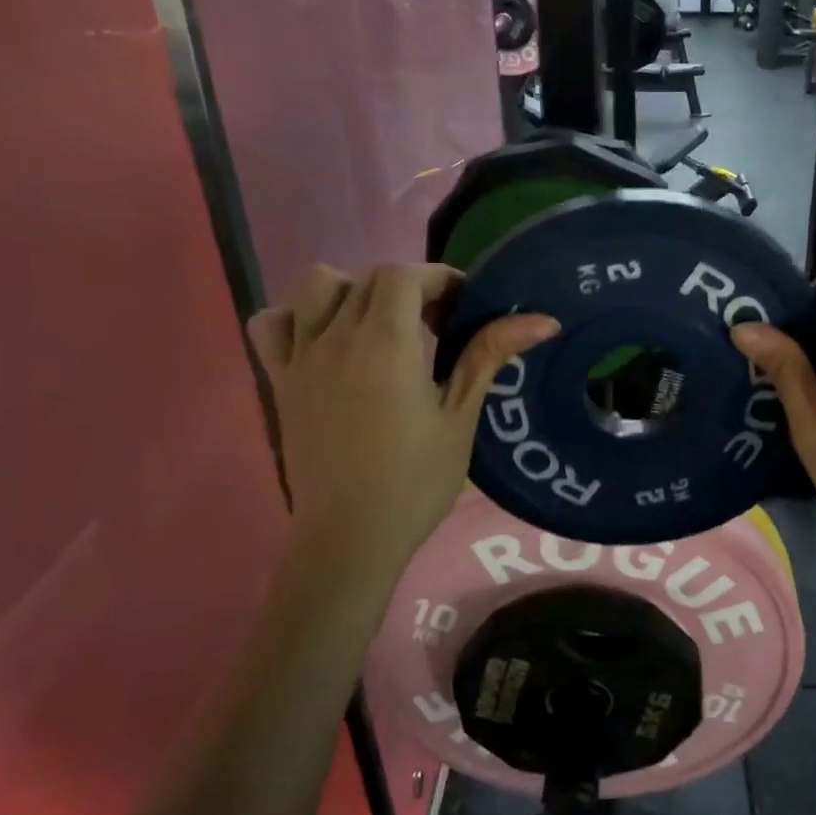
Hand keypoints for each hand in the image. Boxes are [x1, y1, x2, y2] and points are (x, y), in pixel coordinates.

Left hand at [247, 265, 557, 577]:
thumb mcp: (460, 418)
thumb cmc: (415, 482)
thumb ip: (489, 355)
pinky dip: (297, 317)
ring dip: (354, 292)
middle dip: (409, 287)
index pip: (405, 275)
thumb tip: (543, 319)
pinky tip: (325, 340)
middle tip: (437, 324)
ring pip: (318, 287)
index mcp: (385, 345)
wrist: (350, 538)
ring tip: (381, 326)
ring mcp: (301, 358)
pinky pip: (272, 324)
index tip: (463, 307)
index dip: (439, 279)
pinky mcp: (280, 381)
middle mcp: (336, 339)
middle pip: (369, 278)